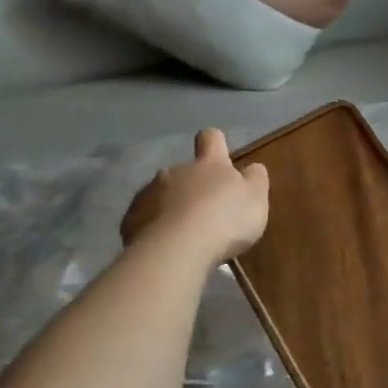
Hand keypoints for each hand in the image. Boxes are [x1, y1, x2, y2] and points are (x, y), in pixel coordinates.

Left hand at [121, 129, 269, 263]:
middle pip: (185, 171)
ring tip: (186, 236)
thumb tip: (253, 168)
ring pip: (162, 195)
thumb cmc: (224, 220)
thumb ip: (255, 180)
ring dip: (173, 208)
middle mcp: (175, 171)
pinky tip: (167, 248)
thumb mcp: (256, 199)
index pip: (211, 138)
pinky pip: (146, 219)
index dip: (216, 143)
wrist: (176, 249)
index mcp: (209, 165)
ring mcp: (149, 193)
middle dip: (194, 187)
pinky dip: (156, 229)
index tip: (221, 156)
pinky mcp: (132, 219)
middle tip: (208, 215)